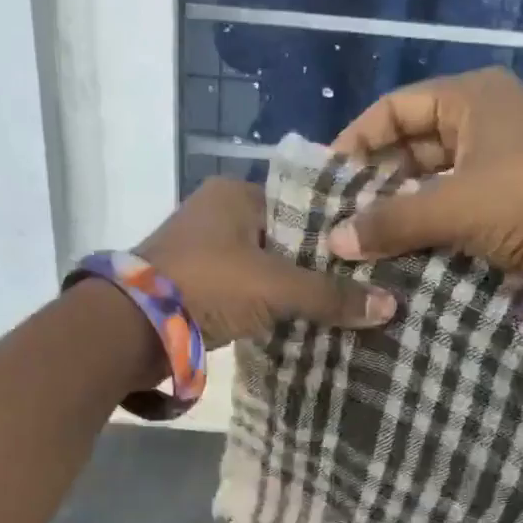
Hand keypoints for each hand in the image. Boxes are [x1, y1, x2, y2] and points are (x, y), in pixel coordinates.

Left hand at [138, 178, 396, 347]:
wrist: (131, 328)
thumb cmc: (207, 286)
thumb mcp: (275, 287)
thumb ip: (330, 295)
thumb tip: (391, 306)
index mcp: (235, 194)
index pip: (303, 206)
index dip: (337, 232)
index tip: (372, 255)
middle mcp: (218, 213)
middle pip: (285, 238)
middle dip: (317, 264)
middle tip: (363, 285)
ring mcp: (203, 250)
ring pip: (265, 266)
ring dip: (293, 287)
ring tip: (341, 305)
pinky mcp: (195, 284)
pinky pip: (246, 289)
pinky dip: (268, 304)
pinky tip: (300, 321)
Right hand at [325, 67, 522, 271]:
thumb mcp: (451, 206)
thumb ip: (389, 221)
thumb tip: (334, 241)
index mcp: (472, 96)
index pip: (396, 107)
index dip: (358, 139)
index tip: (330, 176)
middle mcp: (487, 116)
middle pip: (414, 141)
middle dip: (378, 177)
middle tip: (345, 213)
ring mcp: (505, 155)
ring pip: (436, 174)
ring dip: (403, 203)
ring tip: (368, 234)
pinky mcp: (515, 192)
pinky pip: (459, 199)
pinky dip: (432, 219)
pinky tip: (406, 244)